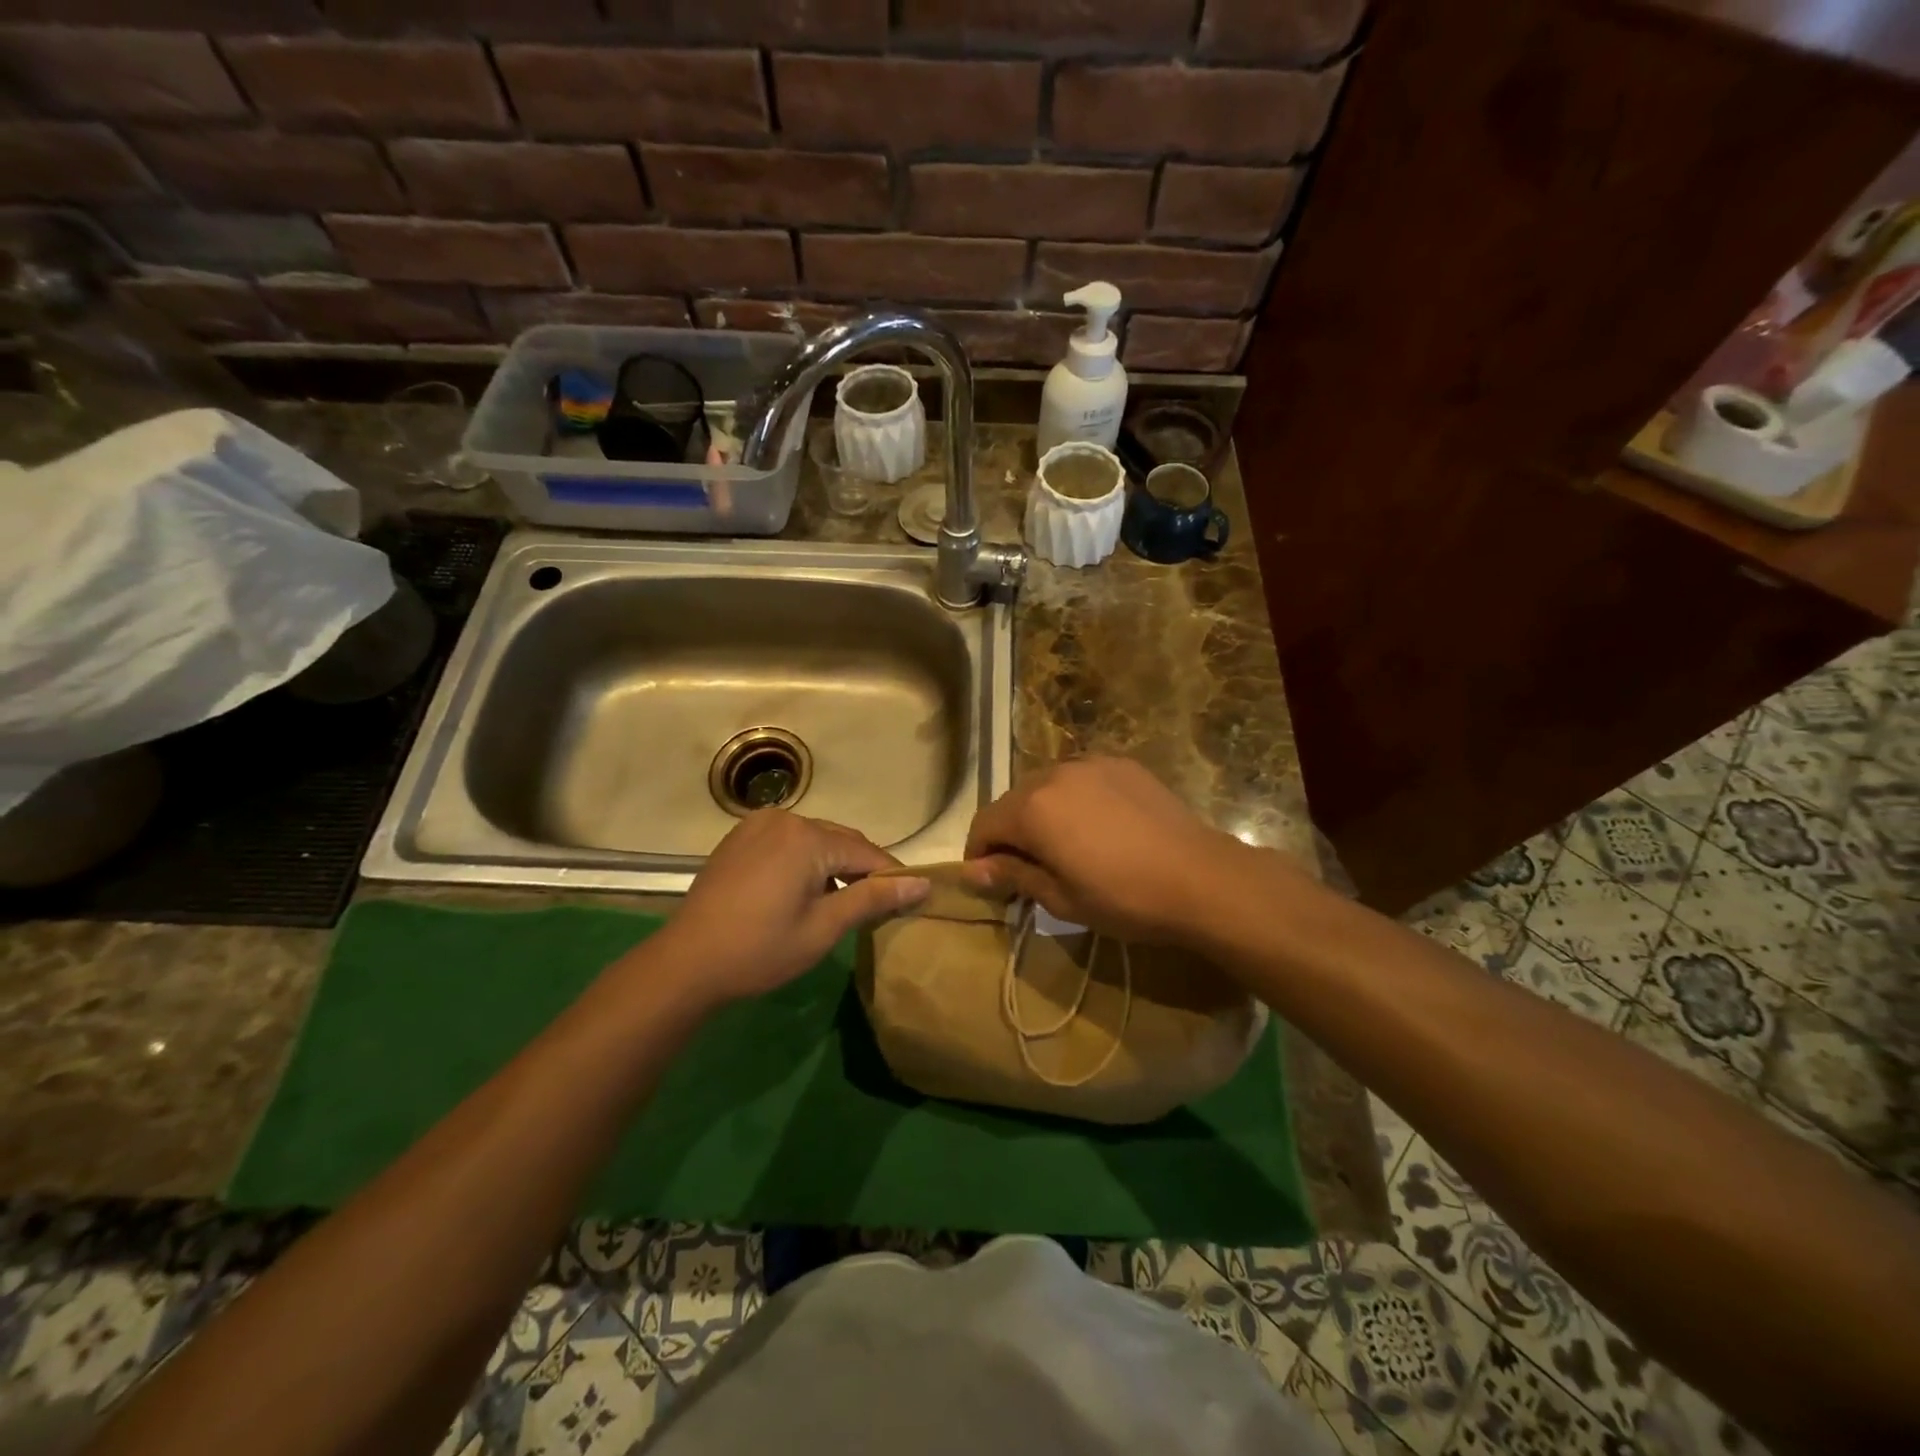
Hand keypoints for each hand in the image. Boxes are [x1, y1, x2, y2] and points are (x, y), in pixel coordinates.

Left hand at [653, 810, 928, 1007]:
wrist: (686, 962)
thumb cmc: (760, 949)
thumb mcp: (824, 927)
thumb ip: (873, 899)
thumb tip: (922, 883)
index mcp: (807, 837)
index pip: (866, 853)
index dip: (891, 876)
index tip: (913, 898)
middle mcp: (784, 819)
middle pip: (840, 841)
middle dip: (862, 869)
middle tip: (878, 904)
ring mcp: (757, 825)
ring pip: (814, 840)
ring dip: (833, 864)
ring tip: (842, 900)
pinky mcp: (739, 838)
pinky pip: (787, 841)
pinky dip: (804, 860)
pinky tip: (803, 890)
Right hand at [962, 757, 1279, 943]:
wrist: (1199, 878)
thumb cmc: (1123, 898)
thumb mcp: (1060, 898)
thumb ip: (1012, 875)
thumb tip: (972, 871)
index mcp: (1032, 808)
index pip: (984, 824)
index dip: (979, 854)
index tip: (992, 882)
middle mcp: (1054, 774)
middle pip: (1013, 801)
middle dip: (1010, 833)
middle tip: (1028, 869)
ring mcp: (1091, 764)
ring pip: (1047, 786)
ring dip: (1042, 813)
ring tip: (1065, 846)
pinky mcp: (1121, 764)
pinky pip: (1081, 779)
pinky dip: (1074, 800)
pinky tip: (1098, 827)